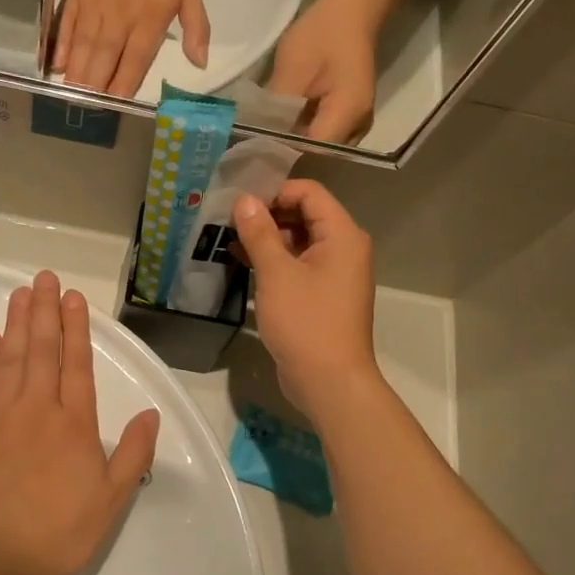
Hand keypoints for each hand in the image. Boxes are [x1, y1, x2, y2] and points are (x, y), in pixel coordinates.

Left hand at [0, 271, 158, 574]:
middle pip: (42, 349)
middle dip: (45, 311)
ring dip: (19, 322)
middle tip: (44, 277)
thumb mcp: (111, 500)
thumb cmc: (57, 533)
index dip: (76, 327)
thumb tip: (152, 414)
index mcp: (74, 423)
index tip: (73, 296)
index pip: (76, 363)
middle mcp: (37, 408)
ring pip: (11, 357)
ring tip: (22, 292)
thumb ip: (134, 454)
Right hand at [55, 0, 209, 95]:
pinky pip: (65, 28)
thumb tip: (200, 64)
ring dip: (77, 76)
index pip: (133, 66)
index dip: (123, 89)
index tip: (116, 107)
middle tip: (88, 111)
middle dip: (95, 90)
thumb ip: (196, 28)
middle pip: (104, 64)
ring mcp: (93, 11)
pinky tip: (57, 67)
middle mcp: (118, 23)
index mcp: (148, 24)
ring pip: (83, 51)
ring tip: (72, 98)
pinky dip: (61, 48)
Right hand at [231, 182, 379, 413]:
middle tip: (230, 220)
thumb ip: (259, 233)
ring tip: (230, 239)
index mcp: (342, 235)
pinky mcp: (322, 295)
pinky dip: (274, 261)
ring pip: (298, 241)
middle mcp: (344, 248)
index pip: (309, 193)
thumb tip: (244, 200)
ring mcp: (334, 273)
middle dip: (268, 214)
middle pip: (305, 214)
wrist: (330, 383)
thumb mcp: (276, 274)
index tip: (241, 204)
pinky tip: (242, 262)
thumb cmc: (306, 323)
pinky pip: (298, 265)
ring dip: (267, 238)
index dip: (275, 191)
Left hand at [266, 0, 378, 142]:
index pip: (310, 152)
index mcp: (347, 116)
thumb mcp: (292, 70)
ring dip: (292, 141)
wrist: (353, 8)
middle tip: (251, 148)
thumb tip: (256, 137)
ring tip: (261, 137)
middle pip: (316, 153)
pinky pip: (322, 131)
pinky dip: (301, 129)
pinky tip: (279, 123)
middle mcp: (357, 127)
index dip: (281, 156)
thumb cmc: (323, 34)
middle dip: (285, 151)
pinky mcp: (348, 113)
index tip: (252, 154)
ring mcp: (356, 121)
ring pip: (318, 143)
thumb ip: (276, 109)